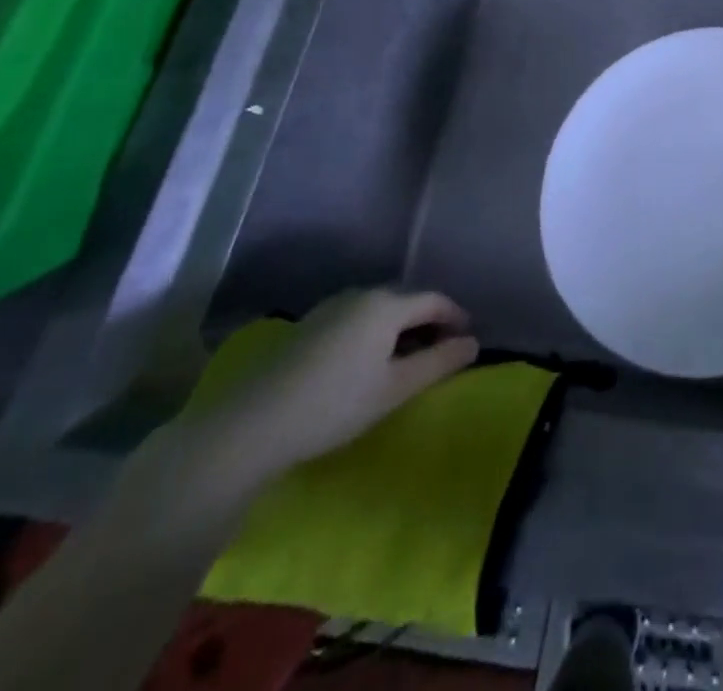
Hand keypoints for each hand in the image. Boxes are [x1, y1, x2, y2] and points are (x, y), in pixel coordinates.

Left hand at [172, 288, 478, 495]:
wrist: (249, 427)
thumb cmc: (334, 404)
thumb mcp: (396, 389)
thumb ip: (440, 363)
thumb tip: (474, 343)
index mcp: (386, 304)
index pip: (435, 300)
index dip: (456, 317)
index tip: (467, 341)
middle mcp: (360, 295)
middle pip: (407, 301)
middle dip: (429, 323)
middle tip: (440, 353)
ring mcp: (330, 309)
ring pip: (379, 311)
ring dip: (400, 330)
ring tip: (405, 362)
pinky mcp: (307, 327)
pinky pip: (356, 320)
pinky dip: (374, 334)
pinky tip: (367, 364)